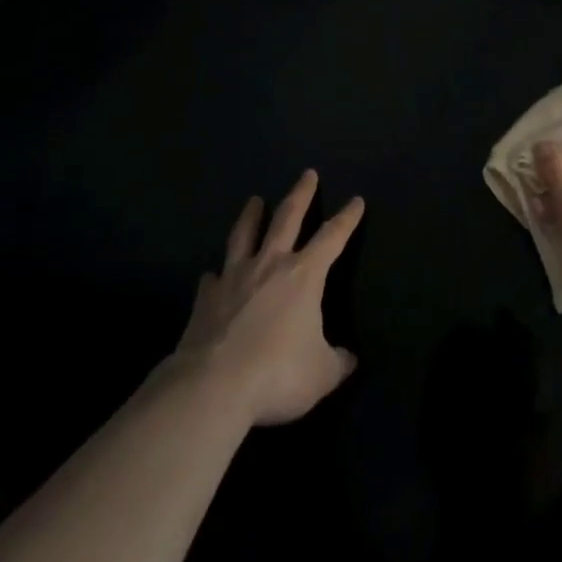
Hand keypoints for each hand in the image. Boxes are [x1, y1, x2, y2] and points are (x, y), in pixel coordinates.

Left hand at [173, 171, 363, 425]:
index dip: (347, 218)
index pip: (333, 236)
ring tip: (254, 200)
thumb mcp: (321, 374)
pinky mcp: (205, 300)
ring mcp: (234, 279)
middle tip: (307, 173)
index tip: (356, 200)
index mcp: (304, 275)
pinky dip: (214, 276)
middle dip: (301, 194)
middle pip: (287, 218)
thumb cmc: (277, 373)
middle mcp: (270, 265)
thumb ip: (337, 362)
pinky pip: (212, 281)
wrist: (211, 388)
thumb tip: (349, 358)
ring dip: (251, 216)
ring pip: (245, 236)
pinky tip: (211, 274)